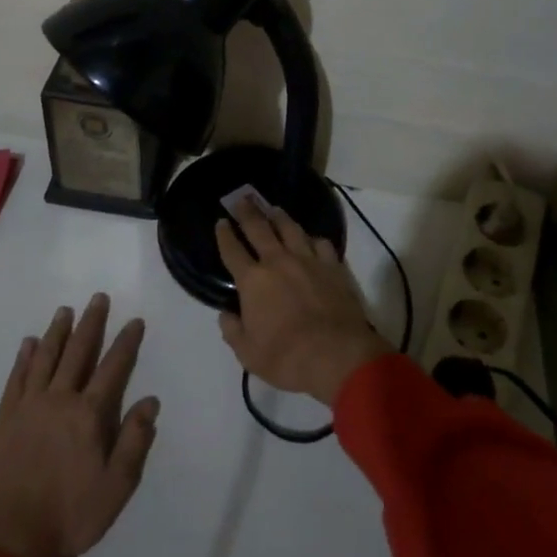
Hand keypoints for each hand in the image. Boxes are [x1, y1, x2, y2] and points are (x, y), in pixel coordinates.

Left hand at [0, 294, 158, 556]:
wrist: (13, 538)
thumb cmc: (72, 515)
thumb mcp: (117, 487)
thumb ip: (135, 441)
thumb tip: (151, 401)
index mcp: (88, 415)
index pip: (113, 368)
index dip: (126, 343)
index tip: (135, 321)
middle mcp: (59, 399)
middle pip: (77, 352)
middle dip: (91, 323)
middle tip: (98, 298)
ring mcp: (28, 406)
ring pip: (45, 358)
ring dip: (57, 332)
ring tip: (65, 310)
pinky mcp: (4, 417)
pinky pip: (16, 378)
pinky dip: (24, 357)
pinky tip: (28, 343)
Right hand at [215, 198, 389, 406]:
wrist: (336, 355)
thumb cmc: (286, 357)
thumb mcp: (248, 354)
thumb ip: (233, 331)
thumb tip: (226, 314)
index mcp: (252, 281)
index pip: (232, 250)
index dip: (224, 235)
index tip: (220, 222)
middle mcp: (278, 262)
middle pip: (259, 228)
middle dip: (247, 212)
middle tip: (242, 199)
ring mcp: (308, 260)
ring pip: (291, 229)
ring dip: (279, 217)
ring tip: (274, 208)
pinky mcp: (333, 266)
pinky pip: (321, 244)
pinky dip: (313, 239)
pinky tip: (311, 239)